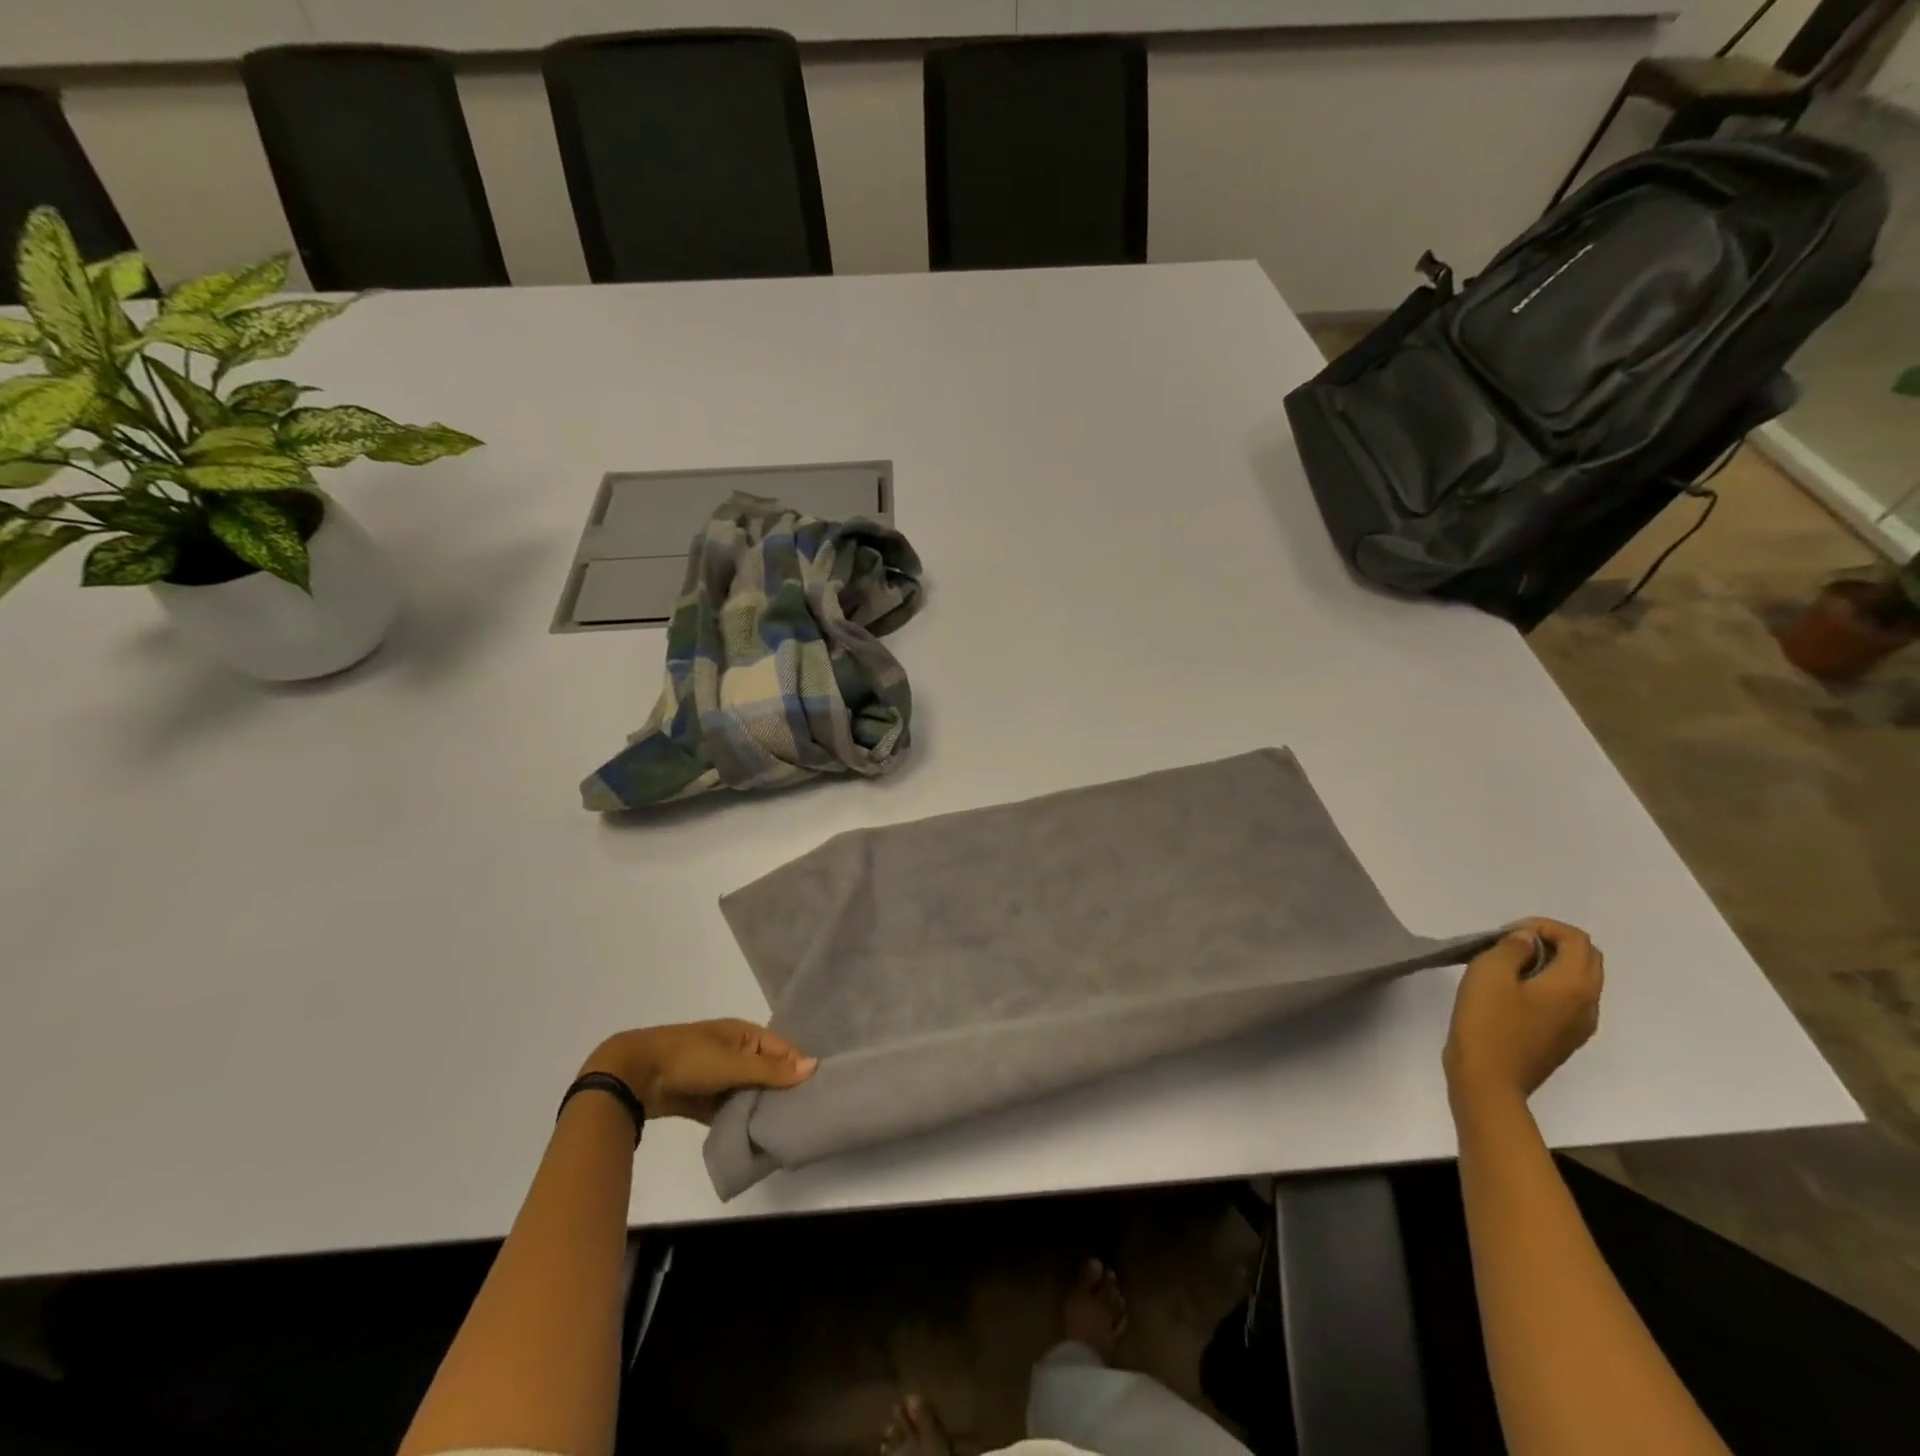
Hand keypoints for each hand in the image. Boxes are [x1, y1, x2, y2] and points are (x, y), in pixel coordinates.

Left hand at [581, 1020, 817, 1122]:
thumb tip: (814, 1066)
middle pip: (768, 1072)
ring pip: (749, 1093)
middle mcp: (736, 1052)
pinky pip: (730, 1109)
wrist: (636, 1076)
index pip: (783, 1050)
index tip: (817, 1095)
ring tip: (784, 1131)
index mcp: (745, 1034)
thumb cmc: (689, 1059)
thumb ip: (772, 1070)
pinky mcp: (704, 1099)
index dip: (799, 1069)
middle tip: (803, 1118)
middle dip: (782, 1092)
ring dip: (760, 1108)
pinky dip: (740, 1120)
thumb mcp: (734, 1063)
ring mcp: (719, 1076)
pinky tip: (755, 1137)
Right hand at [1444, 918, 1603, 1108]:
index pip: (1577, 940)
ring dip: (1553, 964)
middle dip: (1555, 942)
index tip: (1508, 933)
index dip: (1545, 926)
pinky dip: (1550, 985)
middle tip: (1513, 944)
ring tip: (1511, 966)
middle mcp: (1589, 1003)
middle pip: (1588, 959)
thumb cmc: (1488, 1021)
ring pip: (1580, 981)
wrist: (1489, 1079)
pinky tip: (1516, 993)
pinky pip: (1569, 1001)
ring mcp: (1580, 1025)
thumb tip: (1527, 940)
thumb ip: (1512, 948)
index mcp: (1574, 985)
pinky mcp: (1566, 1039)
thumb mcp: (1489, 973)